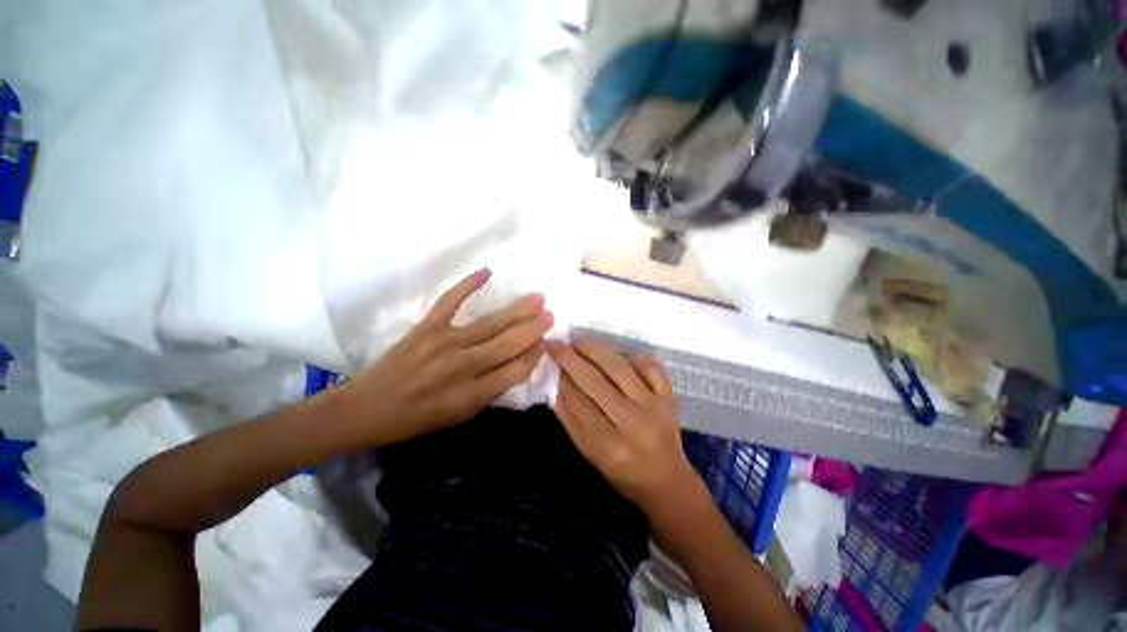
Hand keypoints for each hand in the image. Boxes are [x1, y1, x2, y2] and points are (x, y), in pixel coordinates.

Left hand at [341, 268, 551, 444]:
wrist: (366, 408)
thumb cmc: (416, 418)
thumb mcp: (459, 417)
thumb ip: (490, 392)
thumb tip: (518, 364)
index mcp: (470, 395)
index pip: (514, 371)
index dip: (534, 355)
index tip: (547, 342)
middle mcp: (461, 366)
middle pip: (506, 344)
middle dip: (533, 329)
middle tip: (551, 314)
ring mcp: (442, 342)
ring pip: (489, 323)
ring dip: (516, 310)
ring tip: (537, 298)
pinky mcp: (426, 327)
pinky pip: (450, 301)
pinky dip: (468, 284)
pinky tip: (487, 272)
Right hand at [549, 340, 702, 514]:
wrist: (666, 478)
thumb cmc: (622, 471)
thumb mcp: (589, 453)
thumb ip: (570, 419)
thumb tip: (556, 383)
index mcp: (609, 445)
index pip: (579, 402)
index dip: (562, 377)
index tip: (550, 359)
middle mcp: (633, 422)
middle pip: (597, 382)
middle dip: (573, 359)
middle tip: (558, 344)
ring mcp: (655, 406)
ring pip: (620, 368)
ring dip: (596, 350)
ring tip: (579, 342)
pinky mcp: (669, 396)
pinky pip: (649, 366)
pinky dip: (631, 355)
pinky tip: (615, 353)